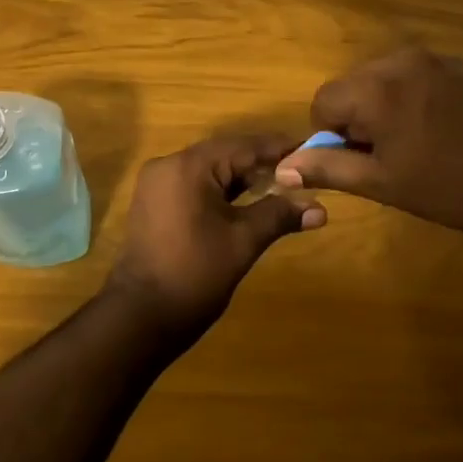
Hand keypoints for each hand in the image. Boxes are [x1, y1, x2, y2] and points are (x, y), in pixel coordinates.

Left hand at [103, 135, 326, 346]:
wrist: (142, 315)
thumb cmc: (195, 273)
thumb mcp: (243, 241)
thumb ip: (279, 216)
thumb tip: (321, 208)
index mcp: (189, 166)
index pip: (243, 146)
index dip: (279, 148)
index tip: (311, 149)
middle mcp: (168, 165)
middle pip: (225, 154)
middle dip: (262, 163)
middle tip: (301, 171)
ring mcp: (157, 184)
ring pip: (209, 170)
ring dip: (242, 178)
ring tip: (282, 186)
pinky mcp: (155, 203)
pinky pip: (194, 185)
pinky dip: (221, 191)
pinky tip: (248, 202)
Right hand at [274, 47, 462, 253]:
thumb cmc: (453, 190)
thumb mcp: (383, 183)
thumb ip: (328, 167)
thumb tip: (282, 167)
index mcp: (376, 88)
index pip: (323, 101)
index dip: (331, 135)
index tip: (361, 160)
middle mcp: (402, 61)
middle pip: (353, 85)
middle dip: (358, 117)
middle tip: (389, 155)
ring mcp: (437, 58)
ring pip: (385, 79)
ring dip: (385, 107)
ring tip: (419, 144)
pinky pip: (418, 76)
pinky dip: (415, 99)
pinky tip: (445, 130)